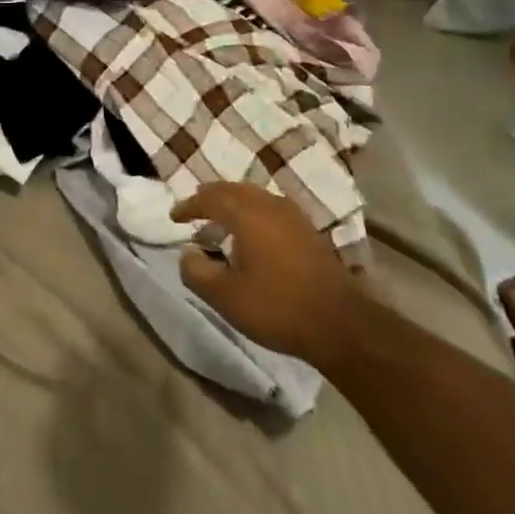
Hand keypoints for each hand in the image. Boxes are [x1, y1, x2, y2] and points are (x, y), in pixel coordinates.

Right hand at [172, 183, 367, 363]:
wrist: (340, 324)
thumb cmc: (276, 307)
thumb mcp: (225, 296)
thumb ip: (197, 272)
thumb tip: (187, 253)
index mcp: (247, 214)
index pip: (210, 197)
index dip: (189, 205)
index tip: (174, 217)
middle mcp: (270, 206)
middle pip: (234, 190)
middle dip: (211, 198)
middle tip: (195, 212)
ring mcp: (294, 217)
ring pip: (255, 197)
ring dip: (233, 205)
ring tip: (220, 223)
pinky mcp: (309, 232)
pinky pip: (271, 210)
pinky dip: (253, 214)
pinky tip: (251, 237)